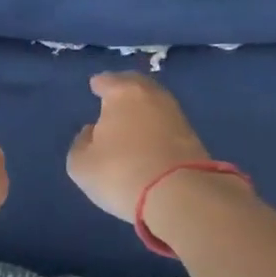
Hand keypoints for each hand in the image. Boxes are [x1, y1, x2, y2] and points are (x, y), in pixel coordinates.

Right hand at [66, 72, 217, 221]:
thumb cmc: (120, 173)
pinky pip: (166, 123)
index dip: (99, 84)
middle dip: (124, 89)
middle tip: (114, 97)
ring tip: (129, 120)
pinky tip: (148, 138)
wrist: (179, 195)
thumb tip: (93, 132)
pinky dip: (155, 126)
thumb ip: (82, 143)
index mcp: (122, 93)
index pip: (108, 80)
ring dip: (142, 109)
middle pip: (135, 85)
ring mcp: (176, 114)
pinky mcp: (193, 137)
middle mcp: (152, 95)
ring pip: (154, 104)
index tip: (95, 86)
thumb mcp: (82, 165)